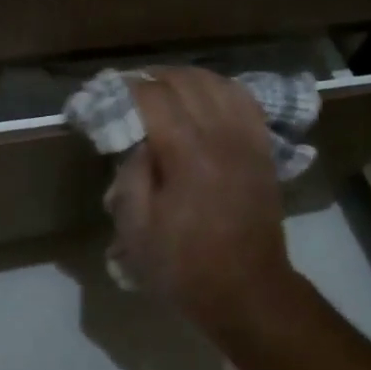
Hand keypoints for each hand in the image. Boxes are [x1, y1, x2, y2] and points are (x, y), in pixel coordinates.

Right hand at [106, 67, 299, 330]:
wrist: (248, 291)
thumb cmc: (184, 266)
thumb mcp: (136, 230)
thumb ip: (130, 176)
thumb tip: (138, 141)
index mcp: (187, 155)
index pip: (154, 97)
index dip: (127, 88)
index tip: (107, 94)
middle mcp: (221, 136)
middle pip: (186, 81)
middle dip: (154, 78)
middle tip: (131, 91)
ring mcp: (248, 140)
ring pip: (218, 83)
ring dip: (187, 79)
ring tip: (165, 90)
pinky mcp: (263, 150)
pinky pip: (244, 102)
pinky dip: (220, 90)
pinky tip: (205, 100)